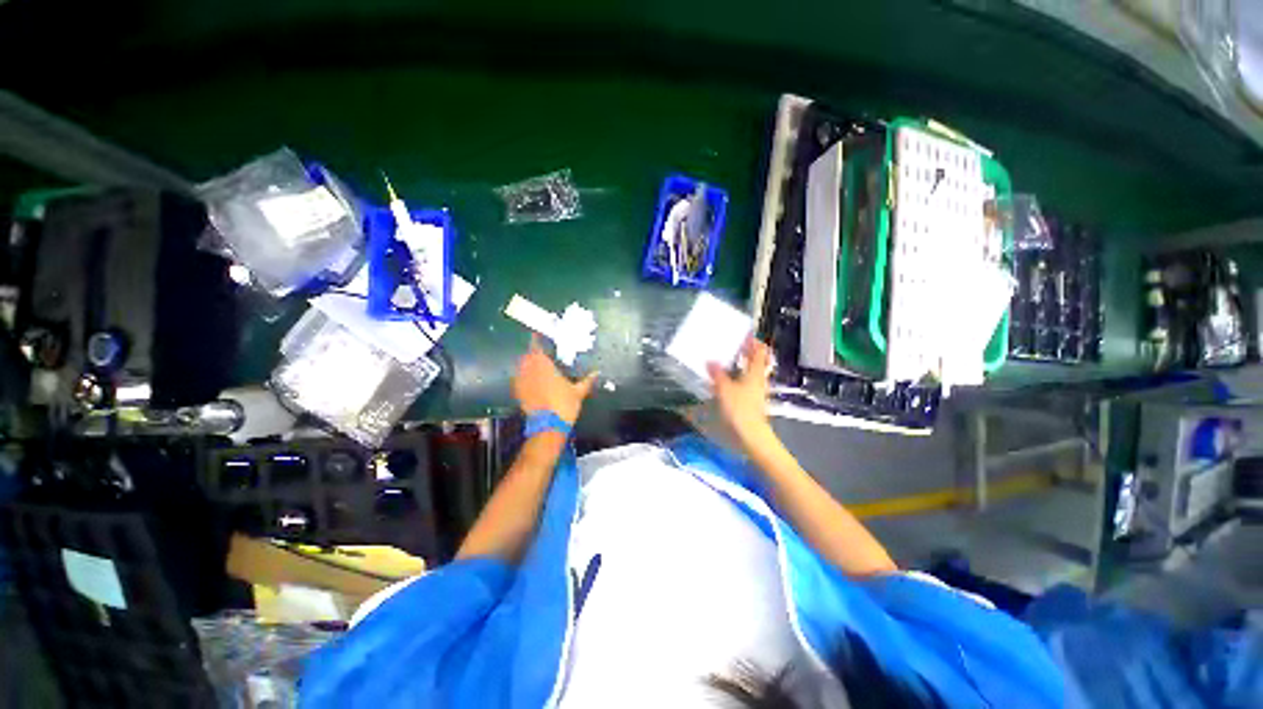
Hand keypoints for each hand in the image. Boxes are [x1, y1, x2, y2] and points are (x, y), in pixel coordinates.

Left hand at [513, 336, 597, 424]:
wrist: (548, 425)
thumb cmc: (564, 405)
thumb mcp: (579, 392)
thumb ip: (587, 381)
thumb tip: (597, 372)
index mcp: (545, 367)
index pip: (536, 348)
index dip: (535, 340)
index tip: (536, 334)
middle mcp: (530, 371)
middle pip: (526, 356)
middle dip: (531, 352)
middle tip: (537, 351)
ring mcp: (522, 382)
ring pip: (520, 367)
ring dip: (525, 363)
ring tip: (532, 363)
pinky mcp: (518, 393)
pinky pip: (517, 380)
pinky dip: (521, 376)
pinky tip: (527, 379)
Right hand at [707, 337, 773, 443]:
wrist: (751, 434)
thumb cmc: (740, 408)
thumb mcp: (724, 388)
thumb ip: (717, 373)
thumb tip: (710, 360)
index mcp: (756, 372)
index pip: (760, 350)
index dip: (753, 340)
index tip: (743, 334)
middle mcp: (759, 378)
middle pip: (757, 360)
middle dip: (747, 351)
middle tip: (733, 344)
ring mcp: (757, 389)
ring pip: (752, 370)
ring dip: (742, 363)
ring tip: (727, 359)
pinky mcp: (752, 399)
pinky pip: (747, 381)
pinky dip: (739, 375)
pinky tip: (726, 378)